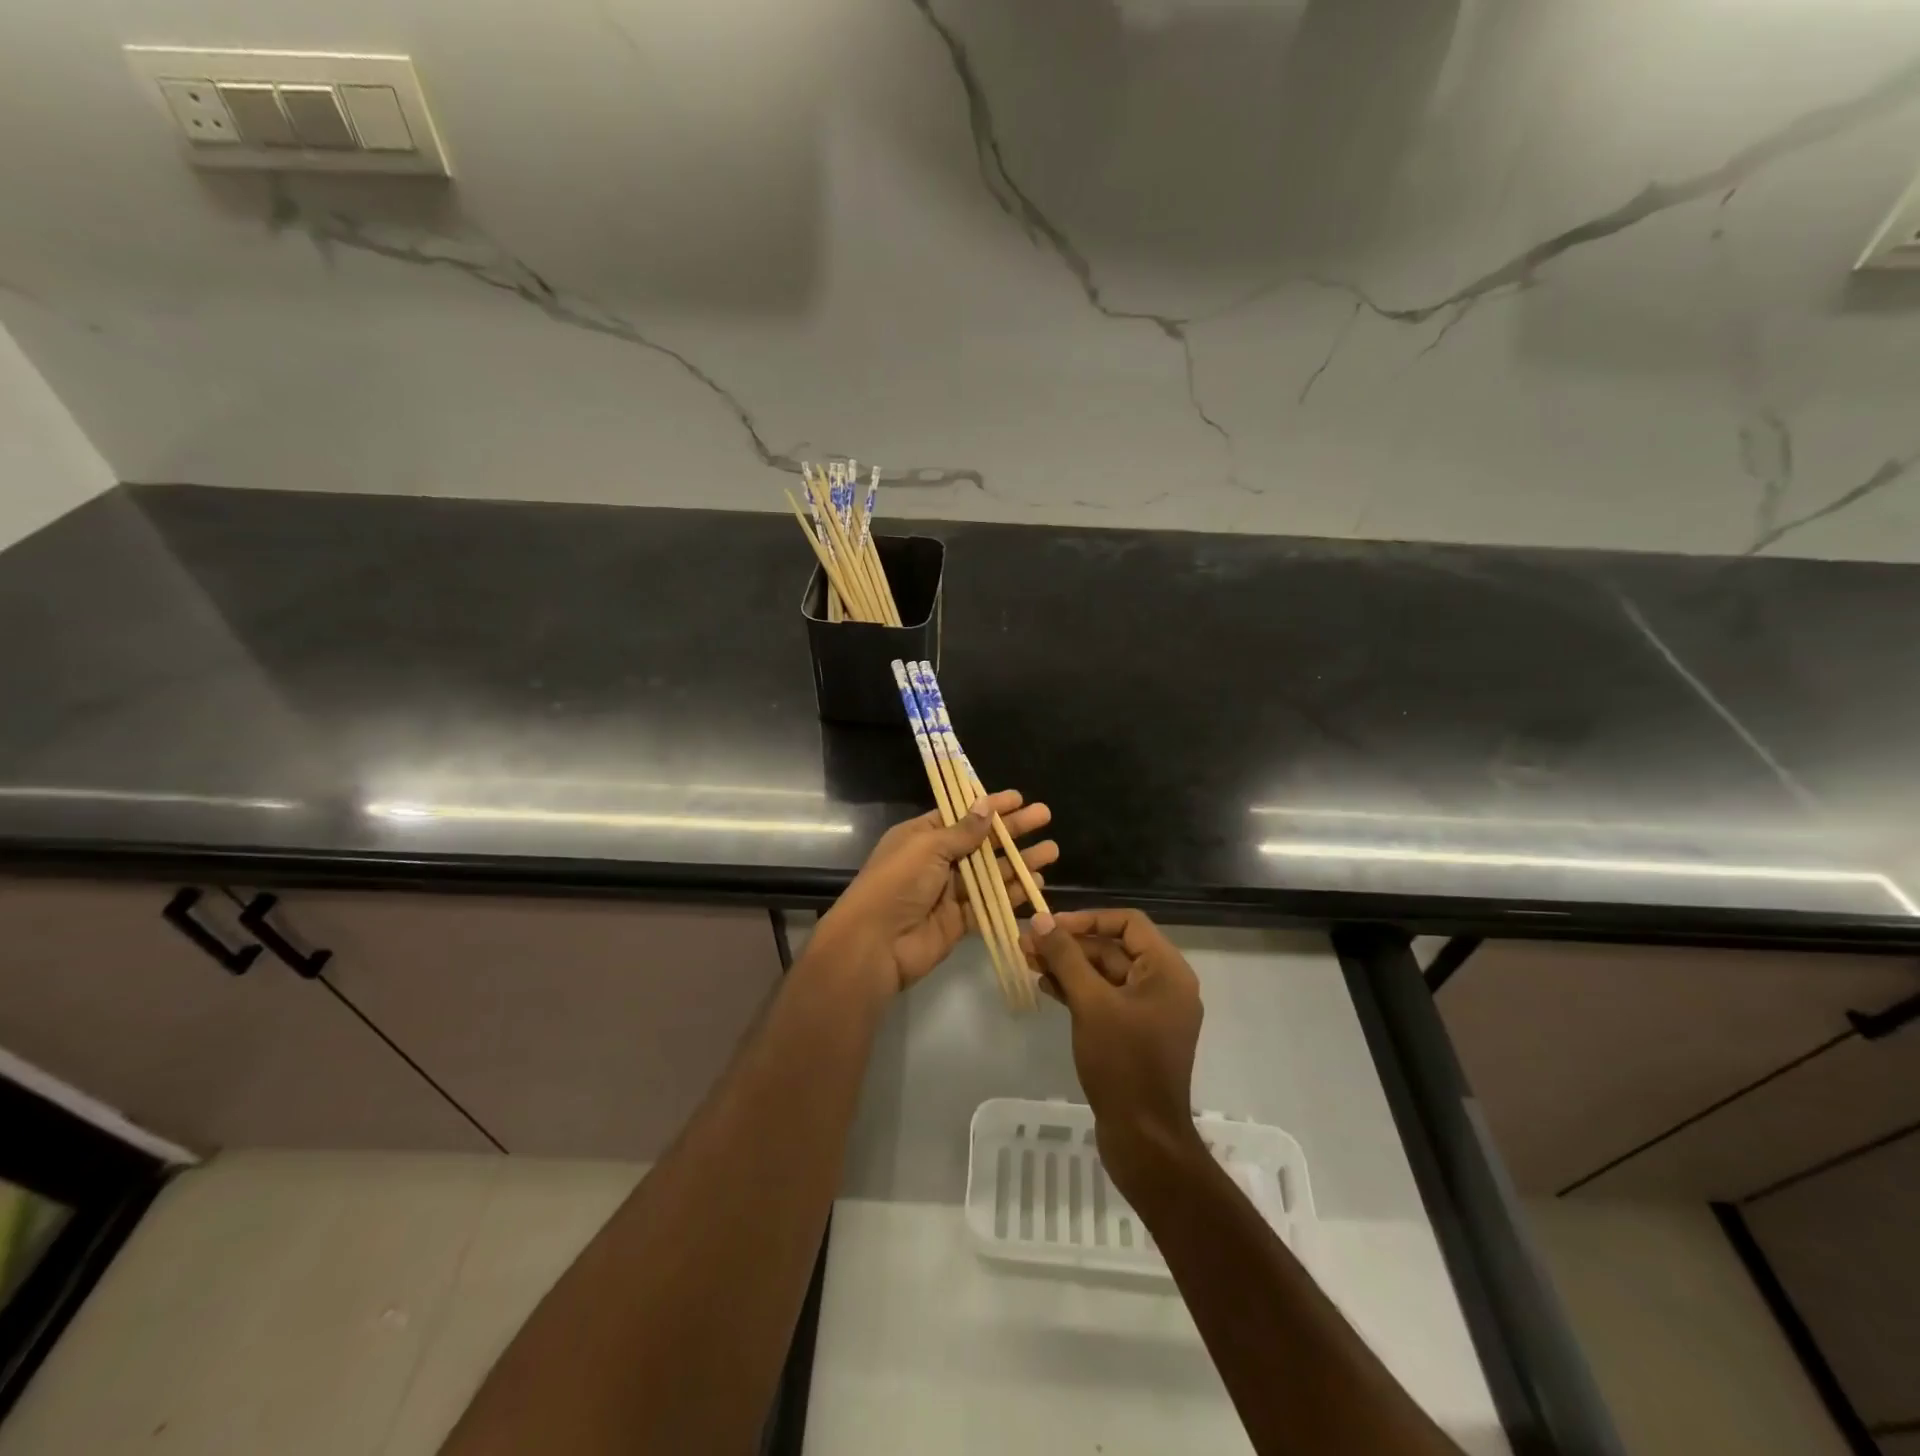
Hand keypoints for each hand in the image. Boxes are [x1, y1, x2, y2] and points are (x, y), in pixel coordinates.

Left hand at [812, 790, 1056, 996]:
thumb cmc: (897, 884)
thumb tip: (986, 806)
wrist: (875, 944)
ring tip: (1051, 851)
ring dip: (1019, 861)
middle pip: (981, 842)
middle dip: (1013, 830)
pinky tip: (1035, 883)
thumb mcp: (927, 847)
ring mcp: (949, 892)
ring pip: (991, 872)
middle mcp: (936, 861)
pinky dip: (1012, 893)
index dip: (990, 806)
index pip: (961, 815)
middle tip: (1045, 817)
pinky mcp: (959, 921)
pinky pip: (990, 902)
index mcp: (921, 837)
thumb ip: (962, 832)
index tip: (1019, 798)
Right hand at [1024, 909, 1204, 1192]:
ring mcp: (1150, 1011)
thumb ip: (1065, 957)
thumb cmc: (1122, 1063)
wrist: (1143, 1139)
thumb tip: (1040, 919)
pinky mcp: (1135, 1034)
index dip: (1087, 918)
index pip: (1128, 922)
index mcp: (1167, 971)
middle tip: (1027, 944)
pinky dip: (1077, 991)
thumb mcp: (1090, 1003)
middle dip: (1069, 945)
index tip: (1049, 926)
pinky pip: (1105, 999)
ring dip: (1068, 967)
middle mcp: (1164, 985)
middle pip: (1113, 948)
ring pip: (1105, 974)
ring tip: (1028, 962)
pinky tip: (1046, 988)